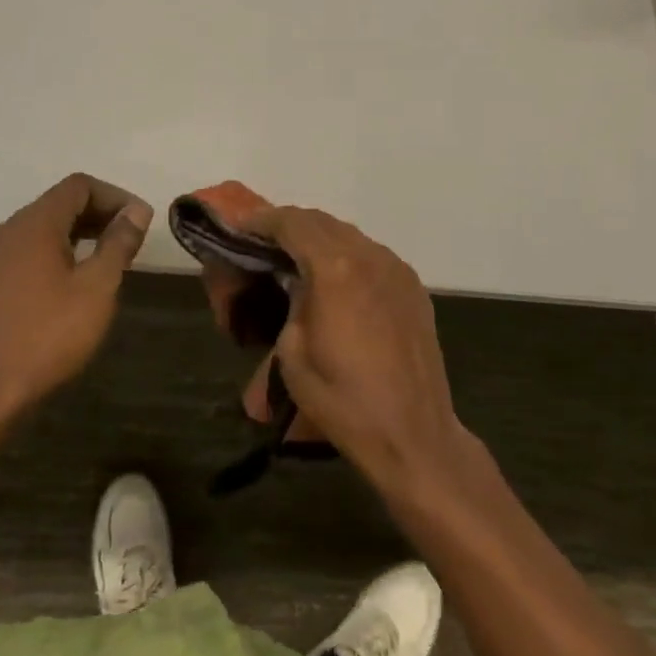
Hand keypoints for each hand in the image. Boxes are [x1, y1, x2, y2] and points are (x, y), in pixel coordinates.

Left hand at [0, 174, 152, 421]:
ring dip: (82, 232)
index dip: (115, 196)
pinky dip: (61, 249)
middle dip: (101, 212)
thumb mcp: (97, 287)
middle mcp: (11, 229)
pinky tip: (78, 278)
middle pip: (62, 202)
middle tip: (132, 238)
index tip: (141, 221)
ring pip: (46, 226)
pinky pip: (32, 248)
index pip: (79, 186)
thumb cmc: (49, 335)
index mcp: (35, 223)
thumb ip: (119, 242)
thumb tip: (137, 210)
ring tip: (112, 257)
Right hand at [241, 206, 470, 489]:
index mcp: (334, 268)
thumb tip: (295, 281)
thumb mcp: (293, 351)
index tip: (242, 226)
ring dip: (319, 238)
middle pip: (321, 221)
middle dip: (290, 225)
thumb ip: (291, 300)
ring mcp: (395, 267)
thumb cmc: (343, 400)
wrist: (413, 435)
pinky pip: (371, 254)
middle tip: (265, 242)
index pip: (292, 223)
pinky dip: (346, 254)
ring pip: (349, 234)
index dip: (263, 220)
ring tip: (298, 258)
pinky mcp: (412, 285)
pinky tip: (336, 279)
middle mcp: (368, 255)